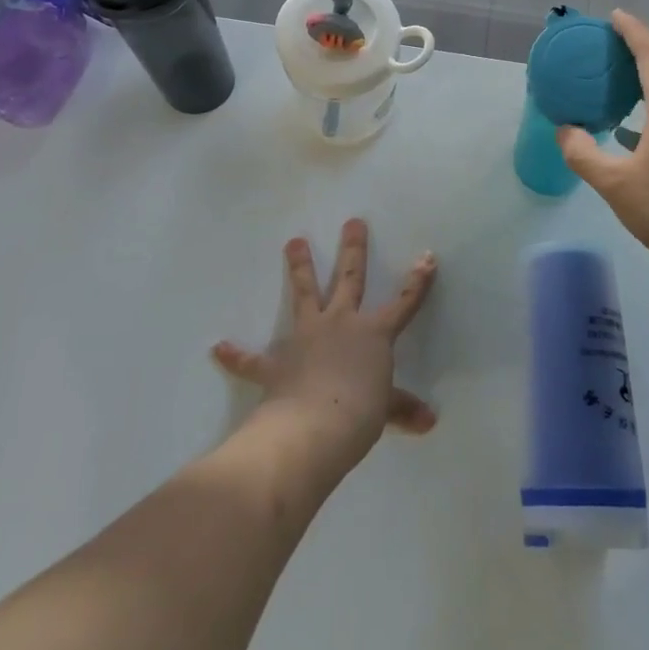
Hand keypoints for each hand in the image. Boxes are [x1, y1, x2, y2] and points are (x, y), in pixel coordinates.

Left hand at [211, 219, 436, 475]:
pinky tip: (218, 348)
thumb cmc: (359, 413)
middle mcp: (340, 324)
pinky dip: (237, 354)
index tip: (427, 256)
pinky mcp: (276, 362)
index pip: (403, 303)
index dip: (417, 281)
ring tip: (293, 241)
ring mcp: (306, 337)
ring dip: (299, 268)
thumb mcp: (386, 410)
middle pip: (349, 279)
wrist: (314, 427)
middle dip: (353, 249)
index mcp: (373, 334)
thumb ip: (403, 408)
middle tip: (353, 222)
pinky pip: (253, 358)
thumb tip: (429, 422)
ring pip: (304, 294)